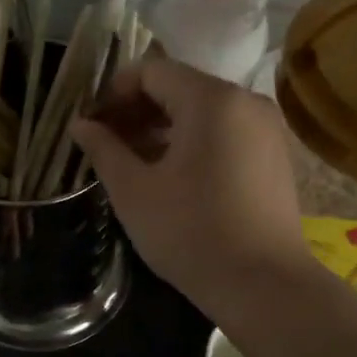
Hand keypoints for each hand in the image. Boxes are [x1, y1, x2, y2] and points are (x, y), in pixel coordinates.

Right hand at [73, 56, 313, 321]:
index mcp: (212, 99)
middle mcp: (246, 101)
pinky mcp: (275, 156)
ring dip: (164, 128)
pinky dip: (194, 142)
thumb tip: (81, 125)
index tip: (92, 125)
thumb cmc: (191, 233)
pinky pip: (226, 132)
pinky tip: (172, 176)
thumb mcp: (134, 192)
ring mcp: (267, 129)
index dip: (114, 93)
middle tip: (107, 145)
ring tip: (134, 163)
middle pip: (180, 88)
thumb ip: (104, 150)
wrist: (263, 285)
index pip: (152, 71)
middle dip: (138, 111)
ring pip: (204, 111)